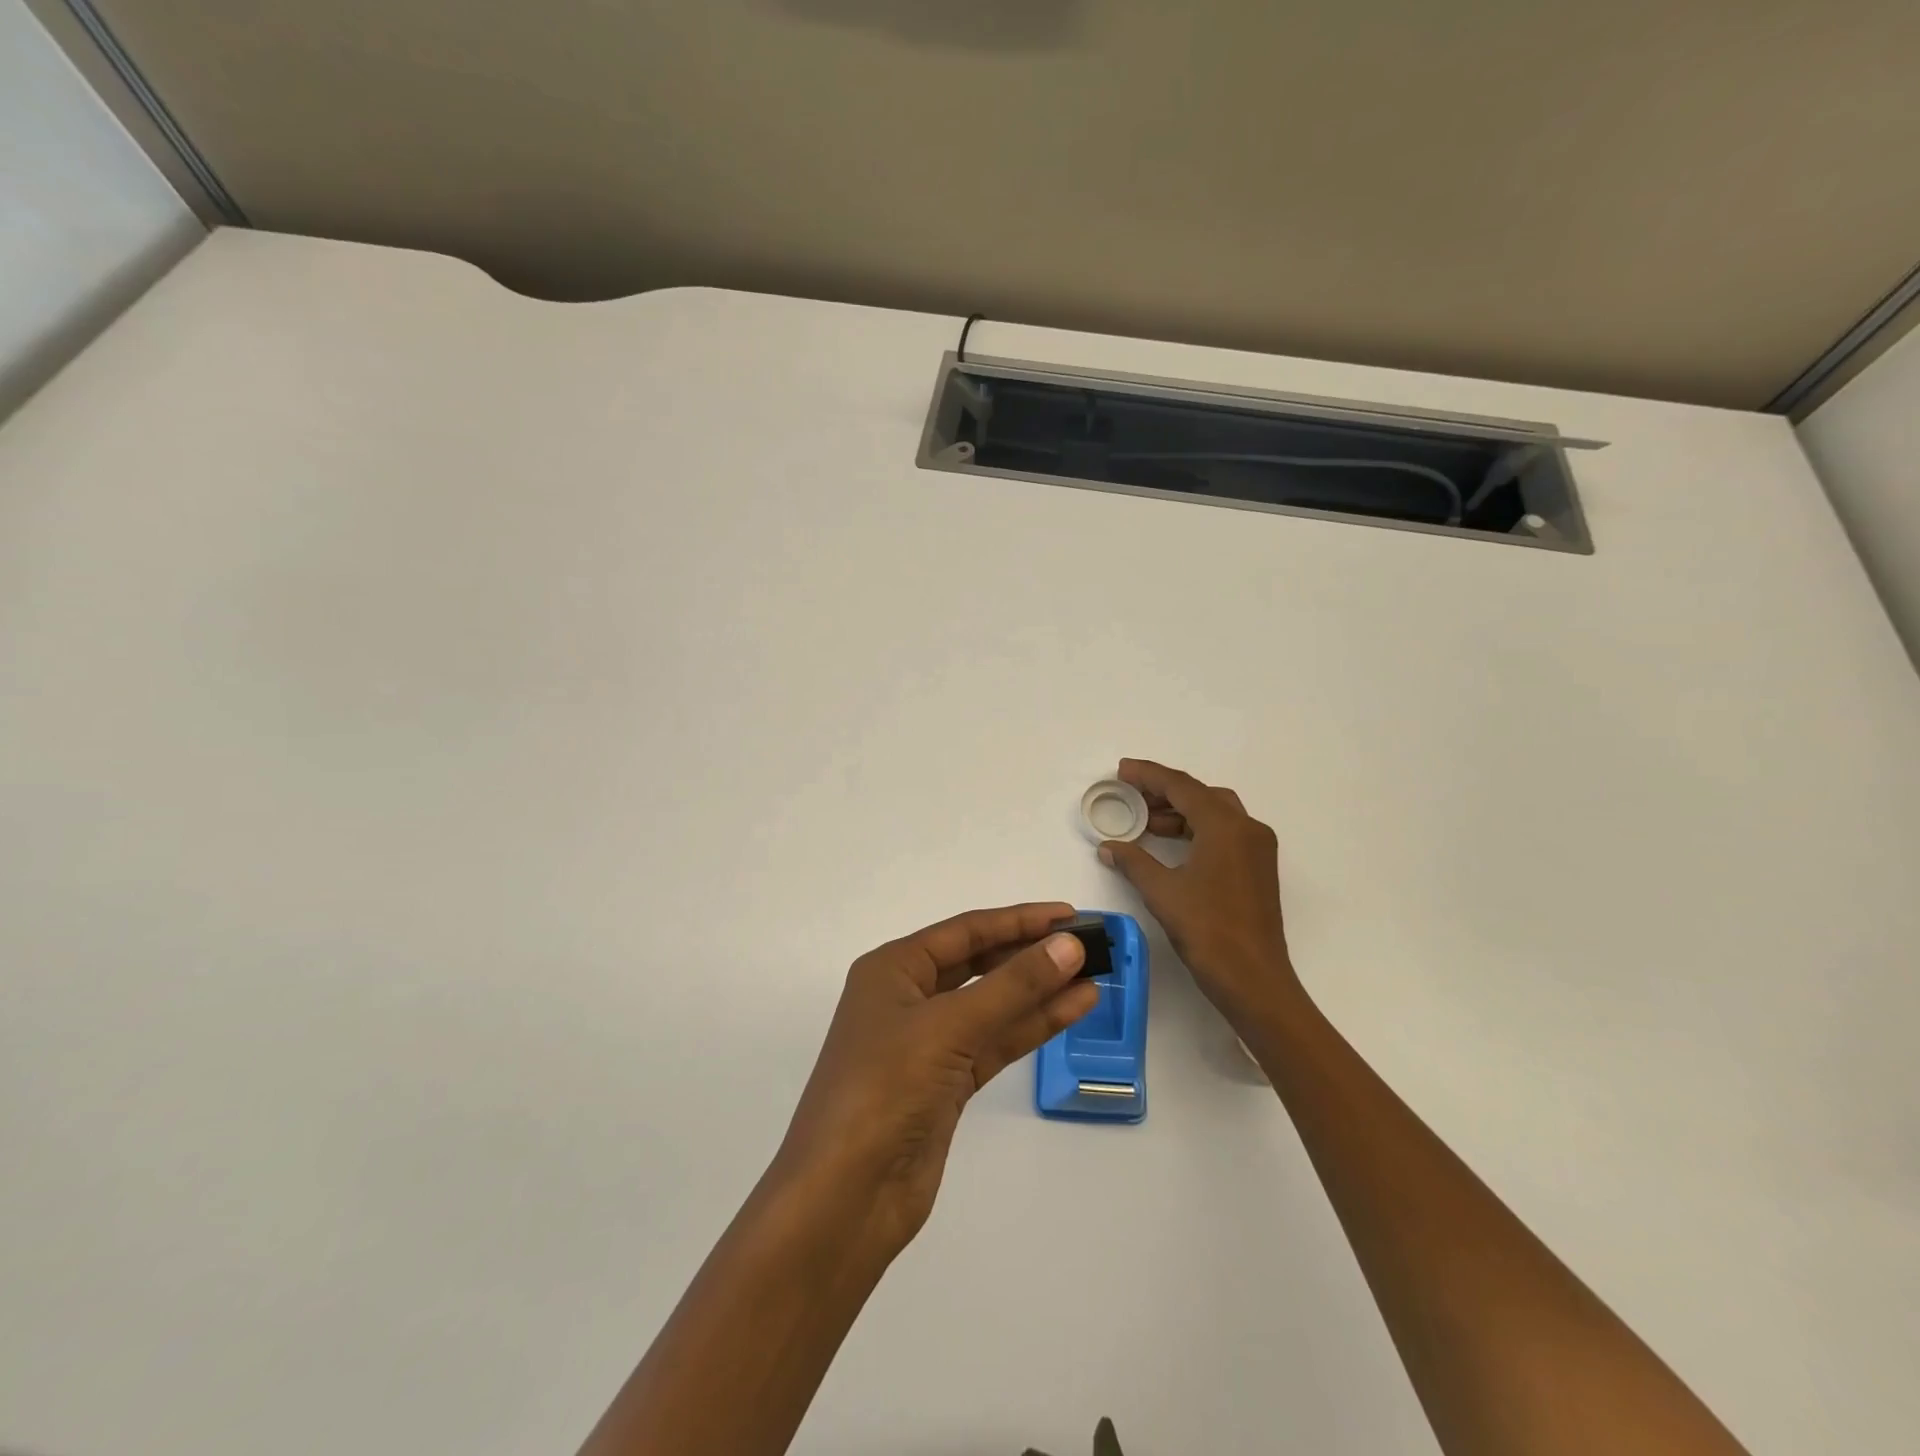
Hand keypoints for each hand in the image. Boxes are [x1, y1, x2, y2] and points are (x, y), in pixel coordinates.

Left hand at [774, 903, 1097, 1258]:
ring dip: (1039, 991)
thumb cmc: (885, 1089)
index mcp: (893, 969)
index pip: (966, 931)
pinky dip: (1032, 1027)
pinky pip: (995, 1042)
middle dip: (1030, 954)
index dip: (1019, 920)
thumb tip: (1068, 945)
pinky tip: (1072, 1010)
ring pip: (992, 1005)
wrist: (845, 1198)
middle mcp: (908, 998)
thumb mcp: (949, 1027)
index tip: (1070, 915)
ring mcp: (928, 1044)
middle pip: (980, 964)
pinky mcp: (946, 1084)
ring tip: (1093, 975)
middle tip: (1087, 945)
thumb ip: (1013, 985)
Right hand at [1096, 758, 1300, 1020]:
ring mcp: (1257, 849)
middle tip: (1131, 795)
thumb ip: (1133, 861)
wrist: (1254, 980)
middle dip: (1165, 792)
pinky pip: (1224, 834)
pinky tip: (1170, 846)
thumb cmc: (1207, 930)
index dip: (1149, 775)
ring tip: (1145, 822)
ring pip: (1215, 814)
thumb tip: (1109, 846)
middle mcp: (1247, 828)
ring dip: (1180, 813)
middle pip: (1201, 795)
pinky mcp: (1258, 869)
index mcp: (1225, 826)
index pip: (1182, 787)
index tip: (1122, 770)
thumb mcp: (1162, 891)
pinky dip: (1196, 831)